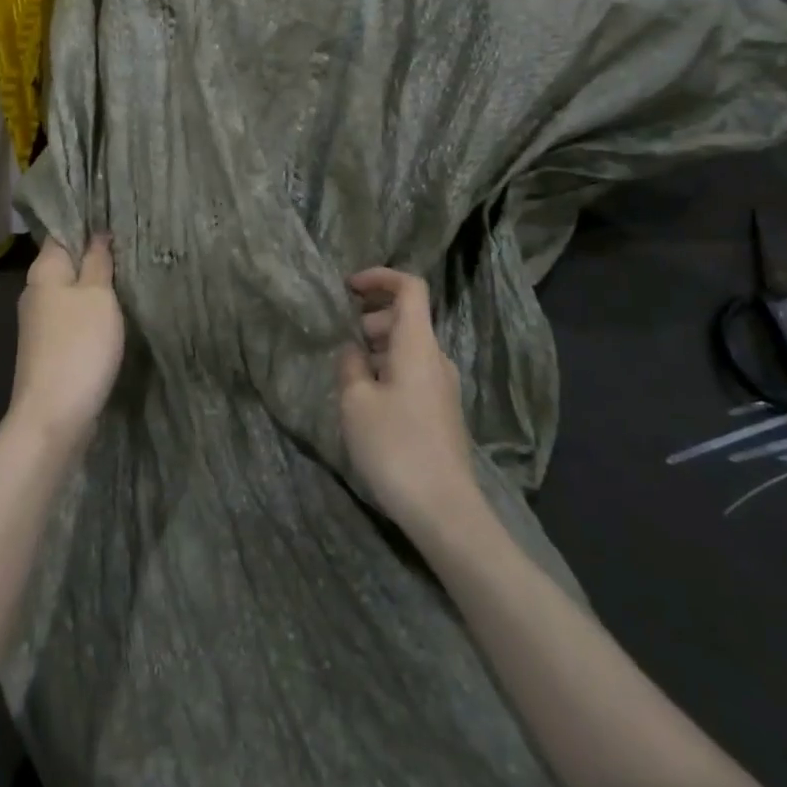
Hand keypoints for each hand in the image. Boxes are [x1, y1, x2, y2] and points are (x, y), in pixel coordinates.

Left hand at [10, 235, 124, 448]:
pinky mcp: (49, 348)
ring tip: (129, 278)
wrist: (54, 415)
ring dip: (95, 287)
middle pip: (66, 263)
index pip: (62, 233)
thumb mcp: (97, 295)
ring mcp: (40, 323)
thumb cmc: (79, 345)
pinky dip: (91, 314)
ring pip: (71, 292)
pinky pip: (72, 319)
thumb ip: (97, 261)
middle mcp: (36, 292)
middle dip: (94, 256)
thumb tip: (96, 233)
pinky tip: (113, 316)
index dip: (86, 223)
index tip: (116, 217)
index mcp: (43, 271)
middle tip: (131, 247)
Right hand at [338, 267, 479, 536]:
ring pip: (408, 348)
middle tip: (341, 338)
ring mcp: (443, 387)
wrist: (445, 510)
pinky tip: (367, 402)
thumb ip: (350, 365)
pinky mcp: (441, 412)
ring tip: (347, 374)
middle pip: (407, 317)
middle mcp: (436, 359)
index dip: (380, 276)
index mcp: (417, 345)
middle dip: (372, 317)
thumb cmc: (395, 446)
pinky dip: (388, 370)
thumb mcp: (356, 402)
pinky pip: (412, 373)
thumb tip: (353, 350)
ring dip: (377, 348)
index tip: (348, 287)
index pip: (410, 287)